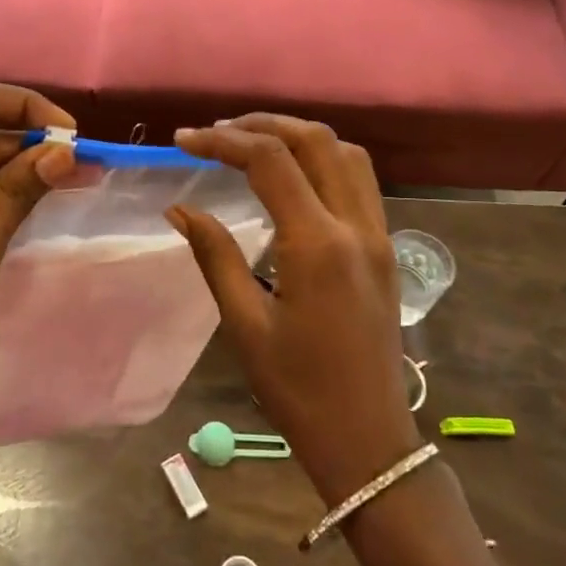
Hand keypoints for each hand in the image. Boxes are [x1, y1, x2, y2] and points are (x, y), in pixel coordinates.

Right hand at [167, 115, 420, 505]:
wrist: (368, 440)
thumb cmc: (298, 391)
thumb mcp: (245, 325)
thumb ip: (214, 255)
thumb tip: (179, 208)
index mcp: (317, 245)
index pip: (270, 161)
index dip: (223, 141)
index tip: (183, 141)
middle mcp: (356, 226)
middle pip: (315, 140)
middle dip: (262, 125)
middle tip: (216, 133)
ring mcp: (378, 234)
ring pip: (346, 152)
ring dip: (298, 136)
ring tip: (253, 143)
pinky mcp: (385, 247)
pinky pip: (359, 180)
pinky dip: (324, 158)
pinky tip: (293, 176)